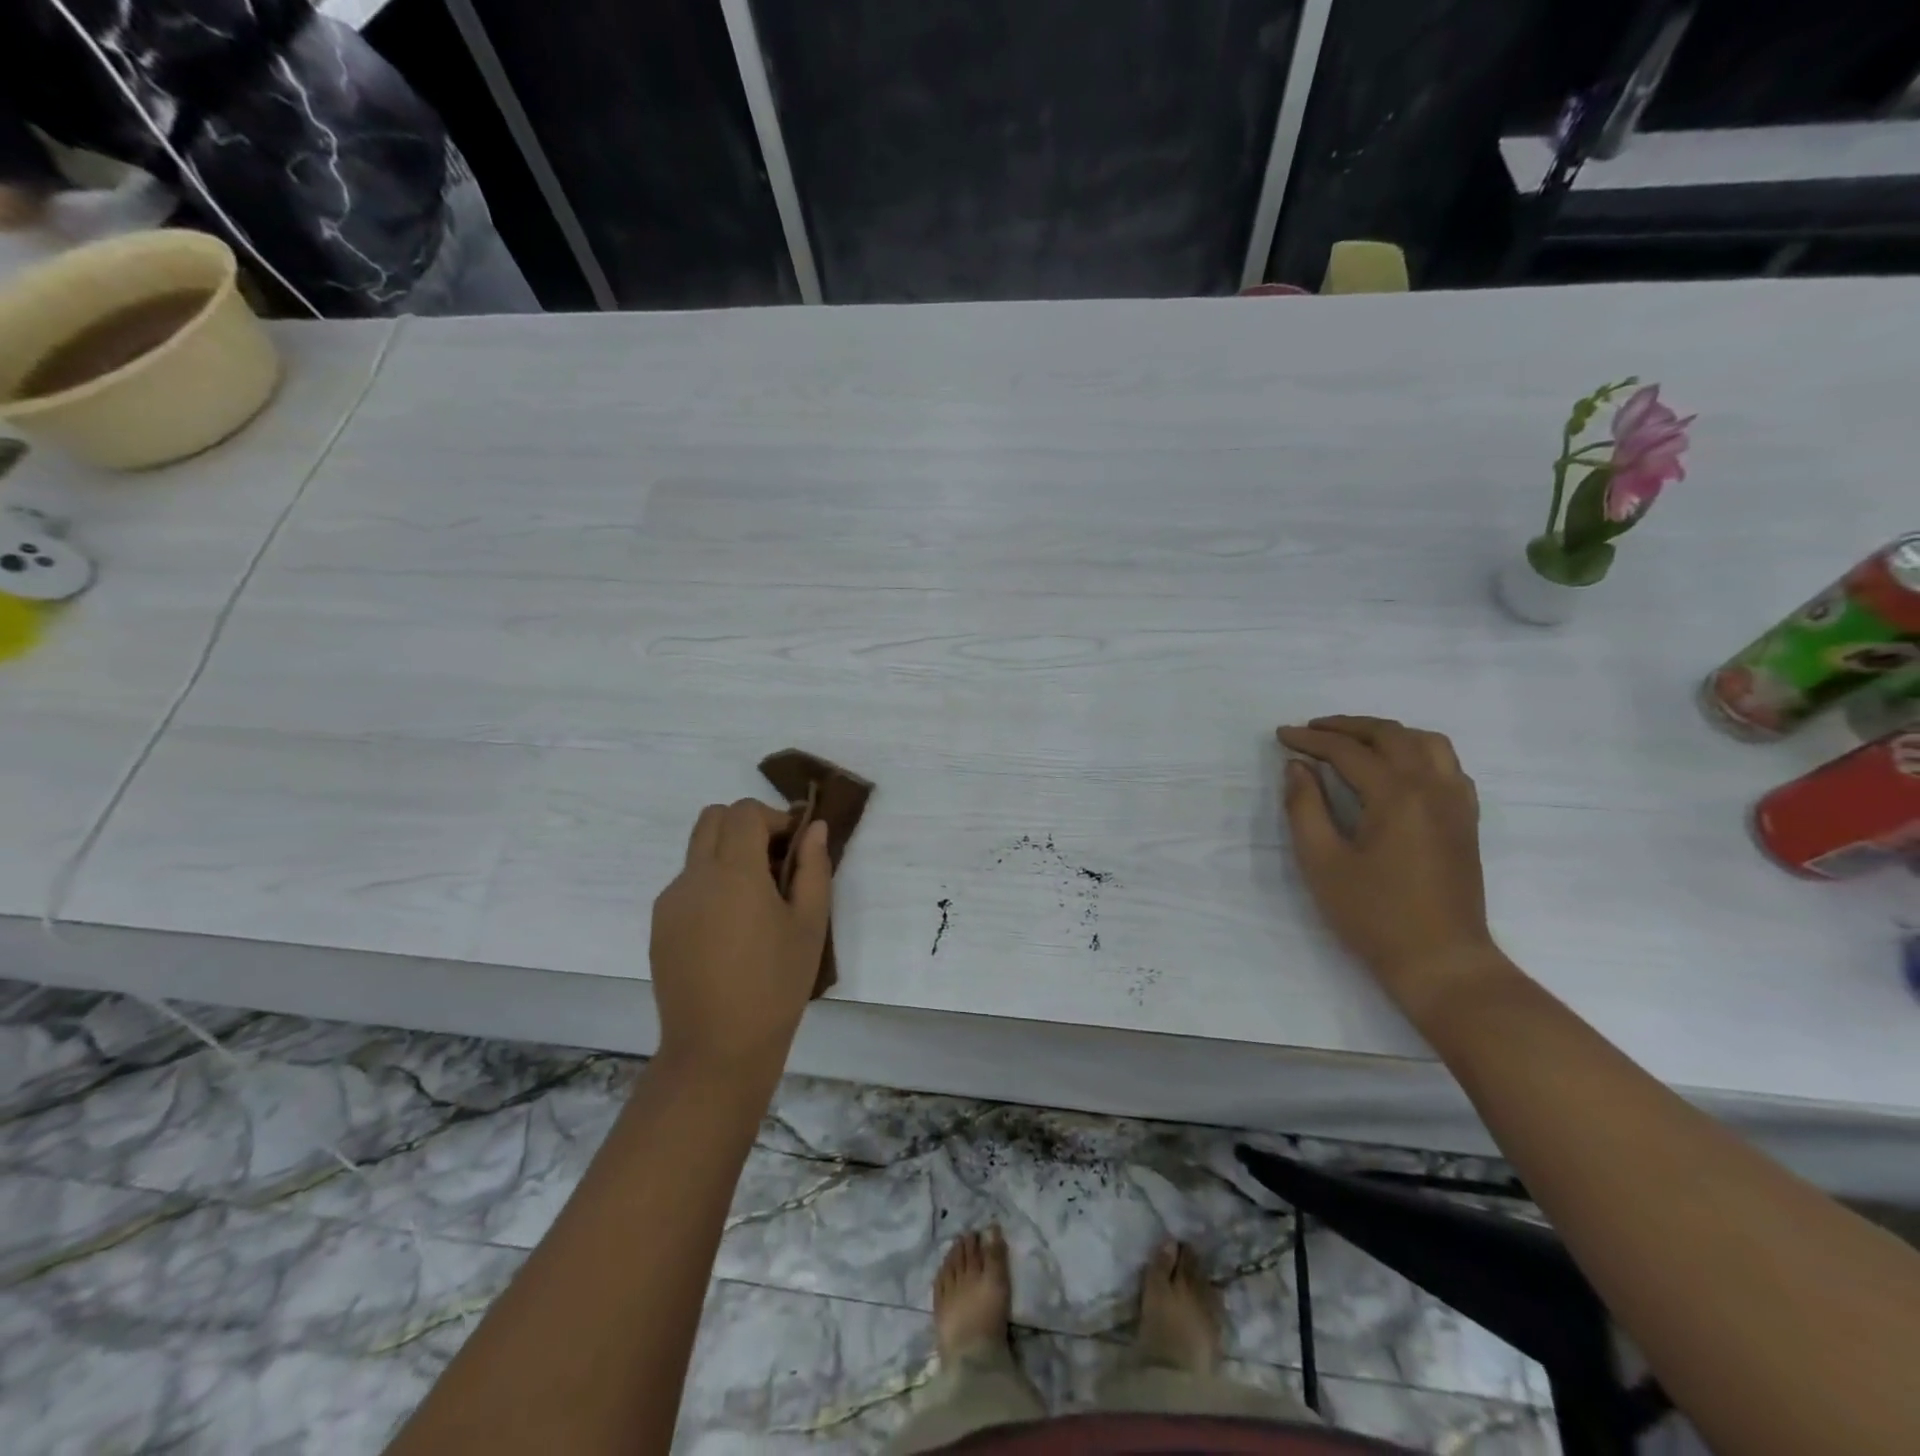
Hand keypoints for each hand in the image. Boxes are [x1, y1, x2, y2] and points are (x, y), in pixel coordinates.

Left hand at [650, 799, 831, 1076]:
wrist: (717, 1047)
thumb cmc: (776, 984)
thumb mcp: (809, 924)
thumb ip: (813, 867)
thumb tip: (814, 828)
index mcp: (733, 871)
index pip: (744, 812)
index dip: (774, 817)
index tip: (794, 845)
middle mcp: (694, 876)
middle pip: (712, 818)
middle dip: (746, 825)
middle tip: (775, 861)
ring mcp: (670, 901)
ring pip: (697, 850)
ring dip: (727, 853)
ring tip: (756, 900)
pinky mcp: (659, 926)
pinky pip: (686, 884)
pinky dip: (711, 883)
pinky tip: (731, 928)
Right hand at [1276, 717, 1507, 1027]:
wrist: (1441, 961)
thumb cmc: (1373, 915)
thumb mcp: (1322, 862)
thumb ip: (1305, 807)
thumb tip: (1297, 767)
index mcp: (1396, 795)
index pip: (1348, 751)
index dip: (1311, 739)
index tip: (1281, 736)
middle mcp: (1432, 787)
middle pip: (1391, 735)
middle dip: (1348, 726)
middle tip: (1312, 731)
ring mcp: (1456, 803)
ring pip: (1427, 743)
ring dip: (1387, 734)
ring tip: (1354, 743)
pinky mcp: (1466, 821)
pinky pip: (1448, 766)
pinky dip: (1418, 753)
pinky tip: (1397, 770)